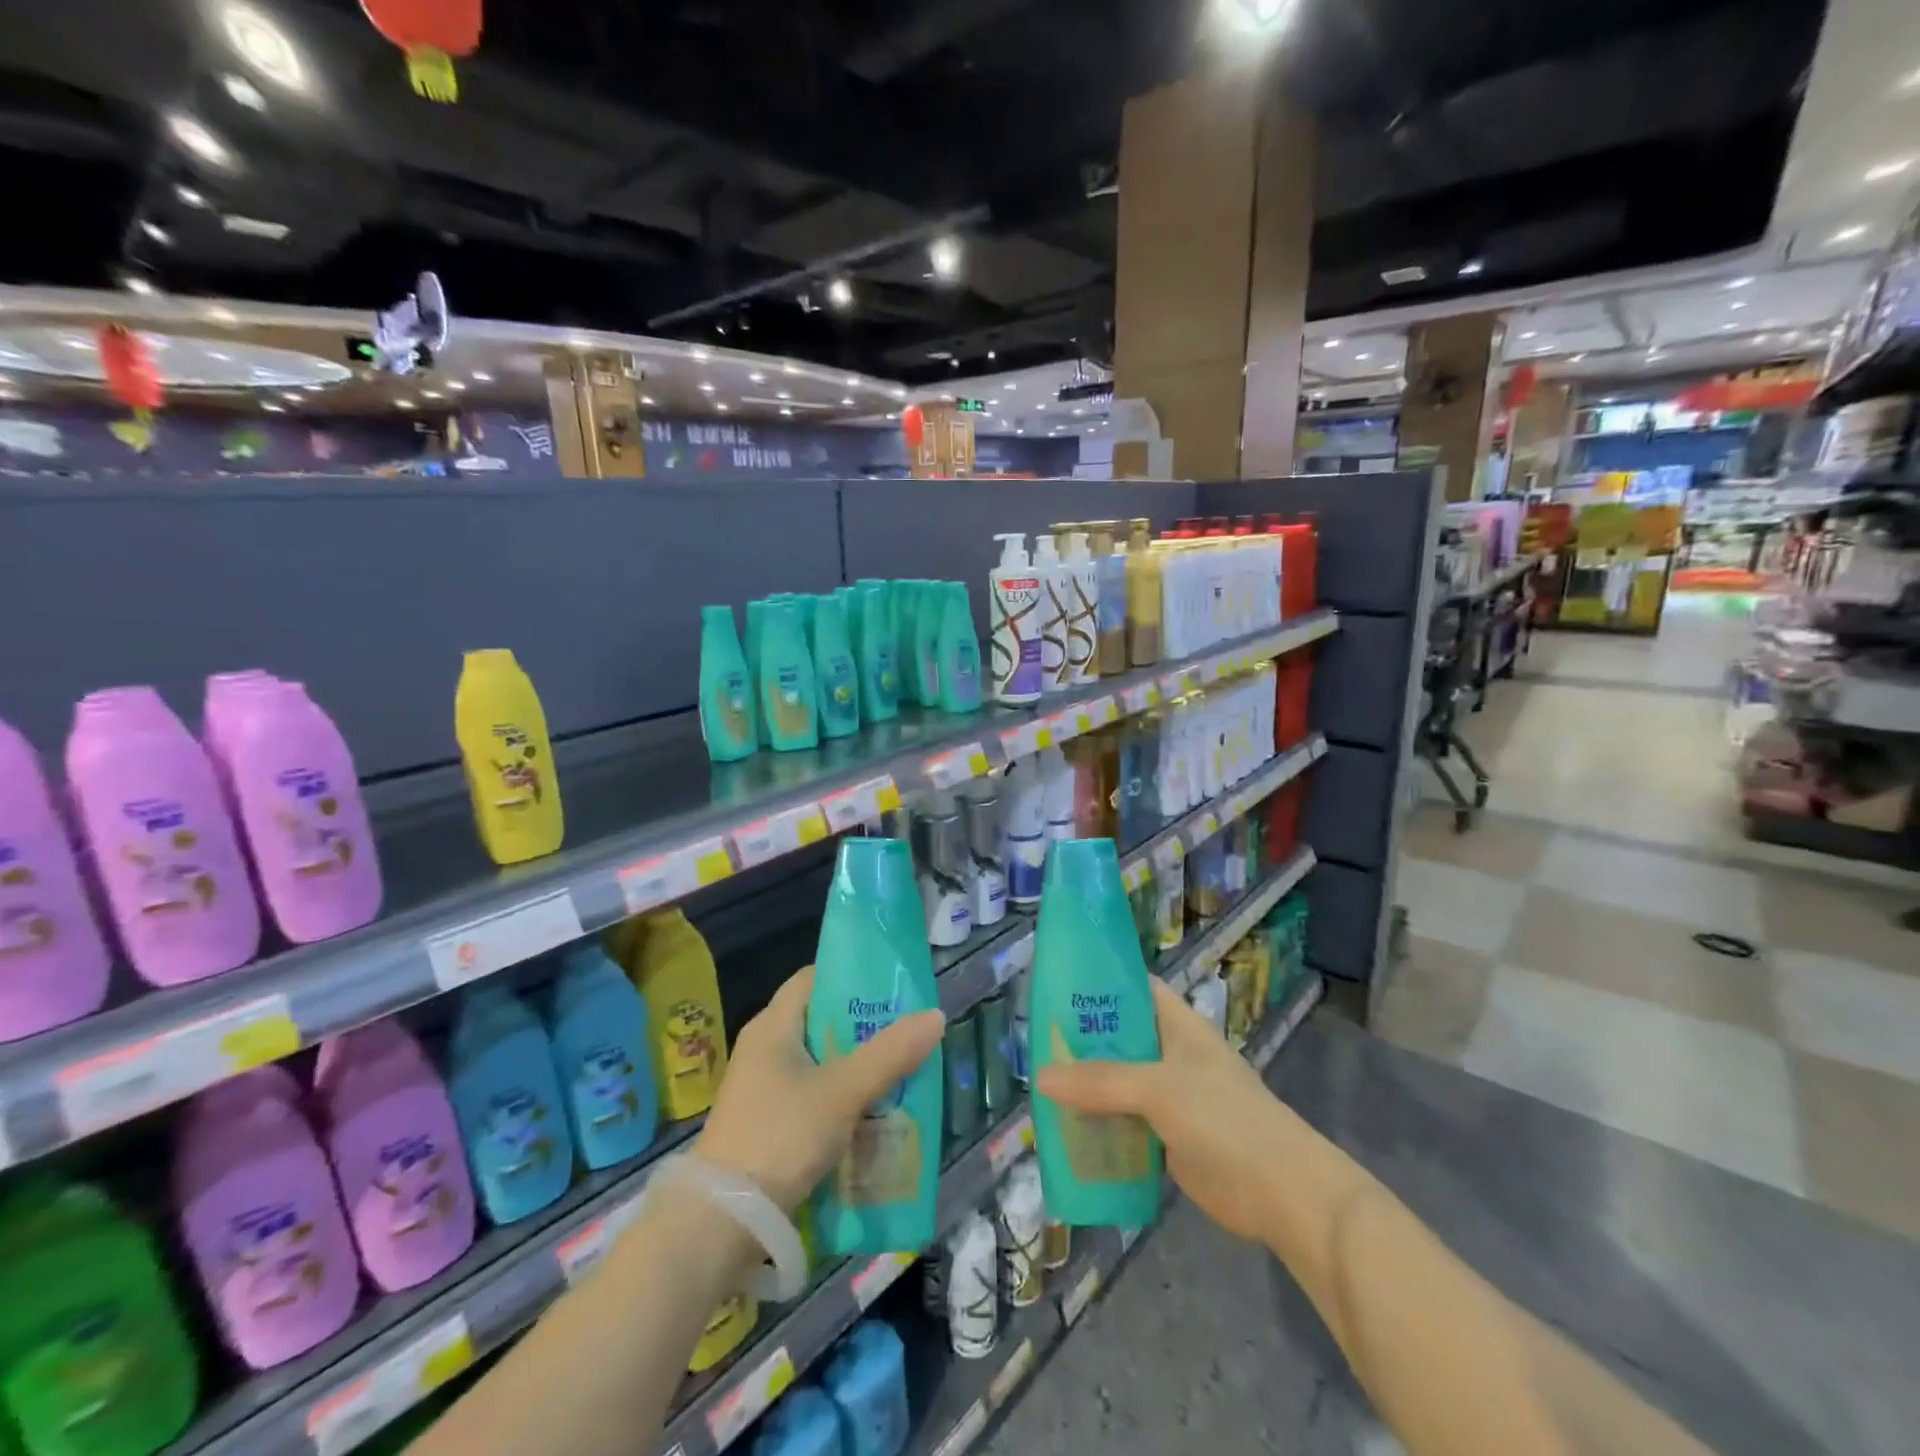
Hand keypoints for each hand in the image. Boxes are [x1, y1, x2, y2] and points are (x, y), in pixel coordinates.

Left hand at [694, 965, 944, 1212]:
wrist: (723, 1222)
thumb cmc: (780, 1136)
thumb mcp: (842, 1091)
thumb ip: (890, 1054)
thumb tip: (935, 1016)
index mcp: (772, 1026)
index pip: (813, 978)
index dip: (851, 975)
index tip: (891, 987)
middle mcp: (764, 1049)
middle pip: (821, 1021)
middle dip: (864, 1027)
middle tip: (906, 1033)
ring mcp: (762, 1088)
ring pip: (820, 1062)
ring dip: (856, 1066)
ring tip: (900, 1072)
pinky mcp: (766, 1123)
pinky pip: (812, 1095)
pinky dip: (841, 1098)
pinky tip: (872, 1113)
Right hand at [1036, 977, 1290, 1242]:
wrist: (1281, 1192)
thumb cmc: (1224, 1119)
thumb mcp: (1158, 1089)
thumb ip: (1100, 1082)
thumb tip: (1041, 1077)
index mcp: (1177, 1025)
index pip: (1134, 989)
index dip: (1099, 983)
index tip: (1056, 985)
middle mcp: (1171, 1054)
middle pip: (1119, 1037)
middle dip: (1081, 1040)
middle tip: (1034, 1041)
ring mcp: (1170, 1097)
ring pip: (1118, 1082)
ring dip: (1086, 1086)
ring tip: (1038, 1084)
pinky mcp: (1167, 1137)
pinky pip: (1124, 1122)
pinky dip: (1099, 1124)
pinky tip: (1065, 1130)